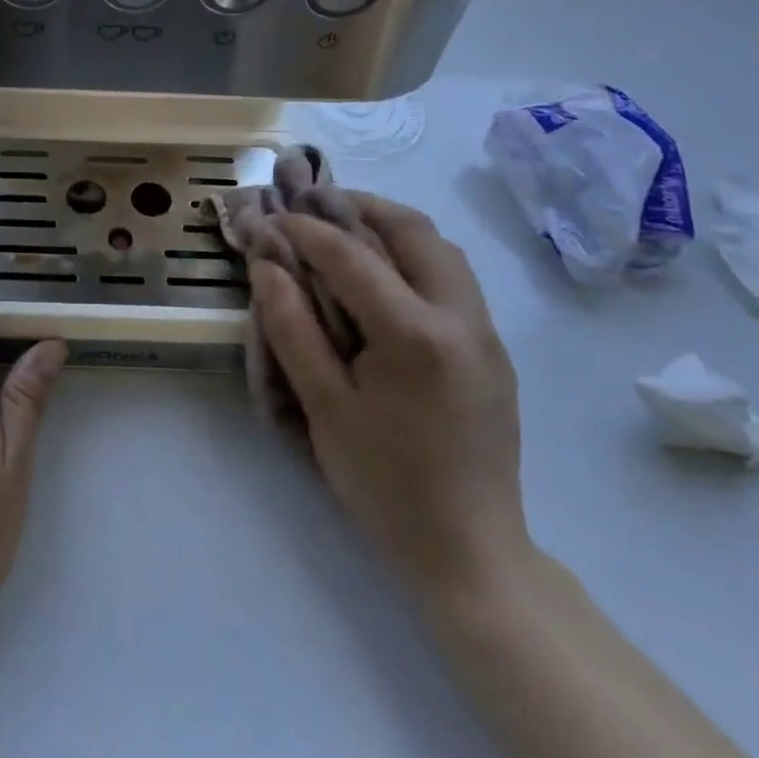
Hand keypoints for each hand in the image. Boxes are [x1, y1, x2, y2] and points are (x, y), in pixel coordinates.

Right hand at [250, 194, 531, 604]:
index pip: (351, 255)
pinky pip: (452, 277)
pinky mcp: (492, 349)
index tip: (270, 217)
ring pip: (441, 248)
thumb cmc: (386, 484)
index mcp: (415, 334)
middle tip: (313, 204)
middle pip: (413, 230)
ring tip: (345, 229)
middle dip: (358, 206)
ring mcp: (485, 332)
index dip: (304, 229)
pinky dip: (414, 255)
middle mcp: (460, 318)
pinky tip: (382, 276)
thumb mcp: (324, 407)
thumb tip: (266, 266)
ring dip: (390, 226)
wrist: (472, 553)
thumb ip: (292, 328)